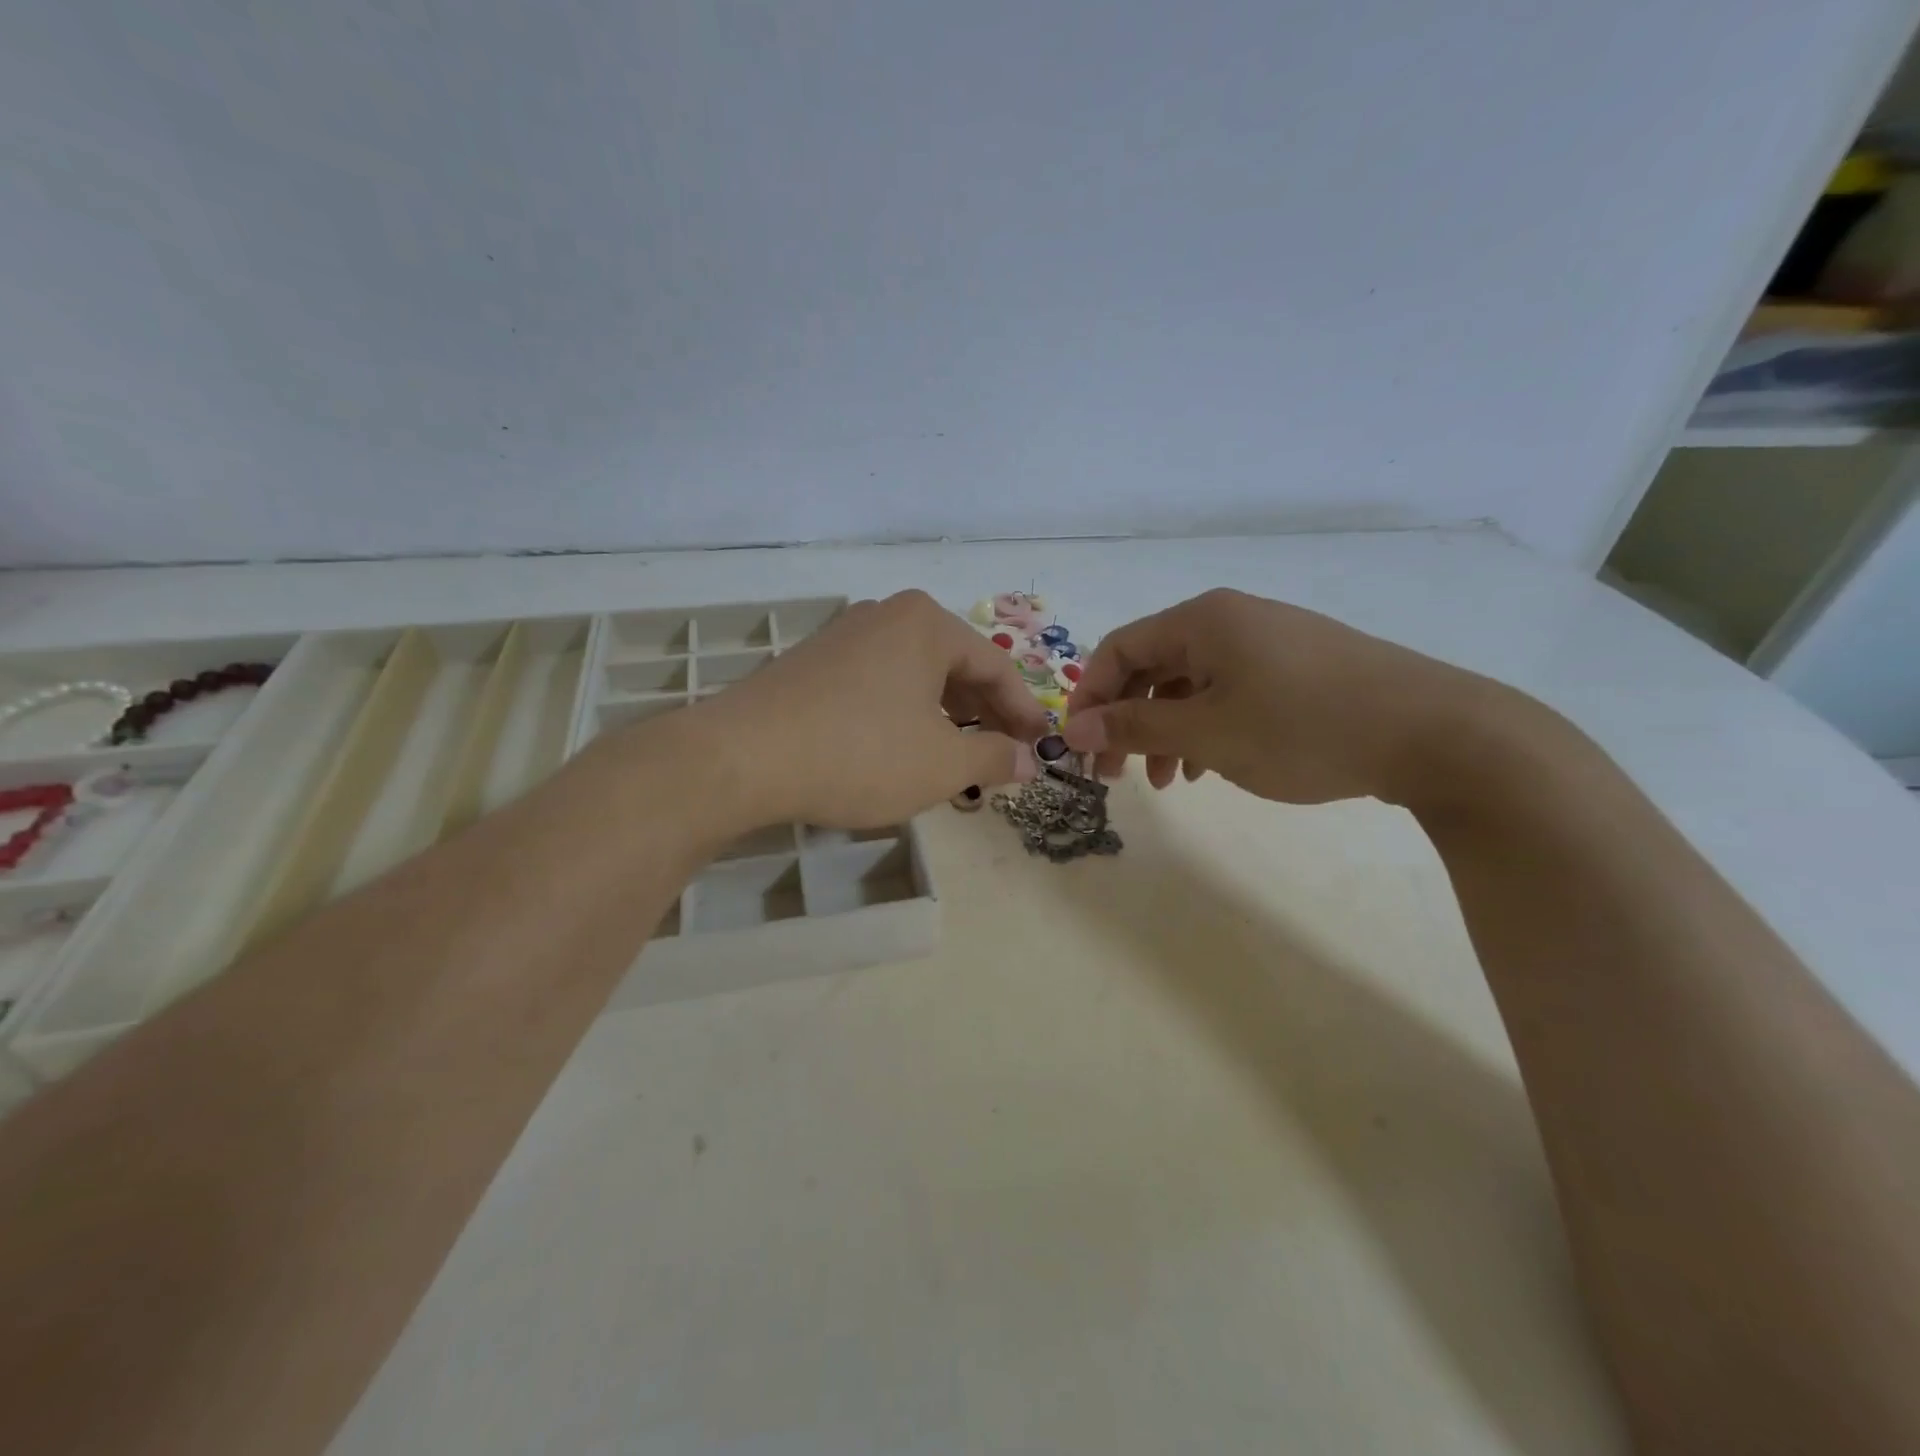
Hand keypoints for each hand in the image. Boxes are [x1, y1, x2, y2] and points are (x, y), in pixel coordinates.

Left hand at [680, 591, 1049, 831]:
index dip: (1023, 712)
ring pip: (916, 675)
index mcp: (927, 623)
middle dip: (984, 714)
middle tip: (1003, 756)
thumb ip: (995, 757)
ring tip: (957, 757)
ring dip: (945, 716)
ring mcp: (845, 635)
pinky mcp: (813, 662)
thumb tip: (1029, 759)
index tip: (1039, 747)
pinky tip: (903, 746)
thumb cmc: (860, 753)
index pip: (996, 666)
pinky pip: (879, 683)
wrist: (742, 757)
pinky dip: (904, 713)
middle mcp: (887, 615)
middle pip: (955, 666)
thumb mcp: (942, 764)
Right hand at [1061, 588, 1515, 807]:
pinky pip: (1230, 693)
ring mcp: (1268, 642)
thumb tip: (1075, 730)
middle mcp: (1230, 620)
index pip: (1118, 649)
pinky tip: (1211, 767)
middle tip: (1116, 775)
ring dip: (1166, 731)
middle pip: (1152, 666)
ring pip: (1192, 685)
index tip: (1080, 748)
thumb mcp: (1208, 732)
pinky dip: (1207, 728)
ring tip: (1168, 782)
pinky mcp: (1298, 668)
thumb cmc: (1304, 727)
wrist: (1436, 733)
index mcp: (1202, 620)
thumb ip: (1135, 727)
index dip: (1090, 698)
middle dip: (1127, 721)